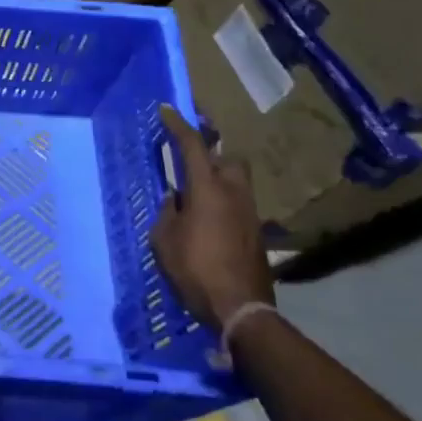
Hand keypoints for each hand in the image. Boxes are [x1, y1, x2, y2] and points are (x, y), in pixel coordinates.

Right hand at [148, 105, 273, 328]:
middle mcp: (234, 194)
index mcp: (208, 189)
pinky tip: (208, 221)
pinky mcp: (257, 235)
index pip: (193, 145)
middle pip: (229, 159)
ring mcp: (250, 214)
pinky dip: (224, 204)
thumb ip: (168, 212)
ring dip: (219, 180)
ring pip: (237, 183)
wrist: (241, 309)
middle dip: (213, 153)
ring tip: (197, 194)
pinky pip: (239, 206)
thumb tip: (175, 199)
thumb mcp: (164, 240)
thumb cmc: (195, 269)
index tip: (167, 110)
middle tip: (192, 160)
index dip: (179, 125)